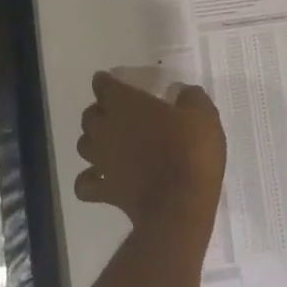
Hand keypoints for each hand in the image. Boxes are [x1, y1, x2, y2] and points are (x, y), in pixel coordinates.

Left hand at [75, 71, 226, 232]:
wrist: (181, 205)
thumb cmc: (191, 152)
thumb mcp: (203, 115)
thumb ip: (191, 97)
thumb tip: (182, 92)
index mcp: (126, 104)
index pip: (103, 85)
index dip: (107, 82)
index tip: (114, 81)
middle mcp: (106, 129)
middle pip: (89, 115)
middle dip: (100, 111)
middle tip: (118, 113)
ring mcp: (102, 162)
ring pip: (83, 145)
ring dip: (92, 141)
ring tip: (108, 142)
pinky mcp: (105, 191)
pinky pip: (85, 184)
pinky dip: (89, 179)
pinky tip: (101, 178)